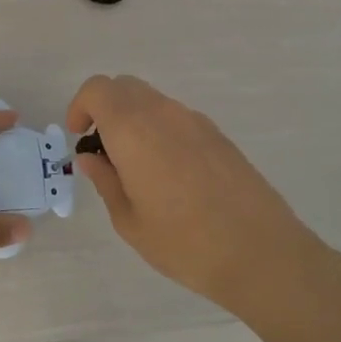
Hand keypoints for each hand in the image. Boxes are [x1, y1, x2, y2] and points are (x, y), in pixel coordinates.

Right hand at [68, 74, 325, 311]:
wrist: (261, 254)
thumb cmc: (184, 243)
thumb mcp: (129, 221)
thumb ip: (105, 181)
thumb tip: (91, 158)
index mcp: (133, 130)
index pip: (98, 89)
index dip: (80, 106)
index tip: (79, 136)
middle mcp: (164, 114)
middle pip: (125, 87)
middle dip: (104, 109)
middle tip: (102, 149)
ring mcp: (196, 122)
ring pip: (153, 101)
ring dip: (133, 119)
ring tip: (136, 166)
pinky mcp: (219, 136)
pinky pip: (177, 118)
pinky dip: (160, 130)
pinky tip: (170, 174)